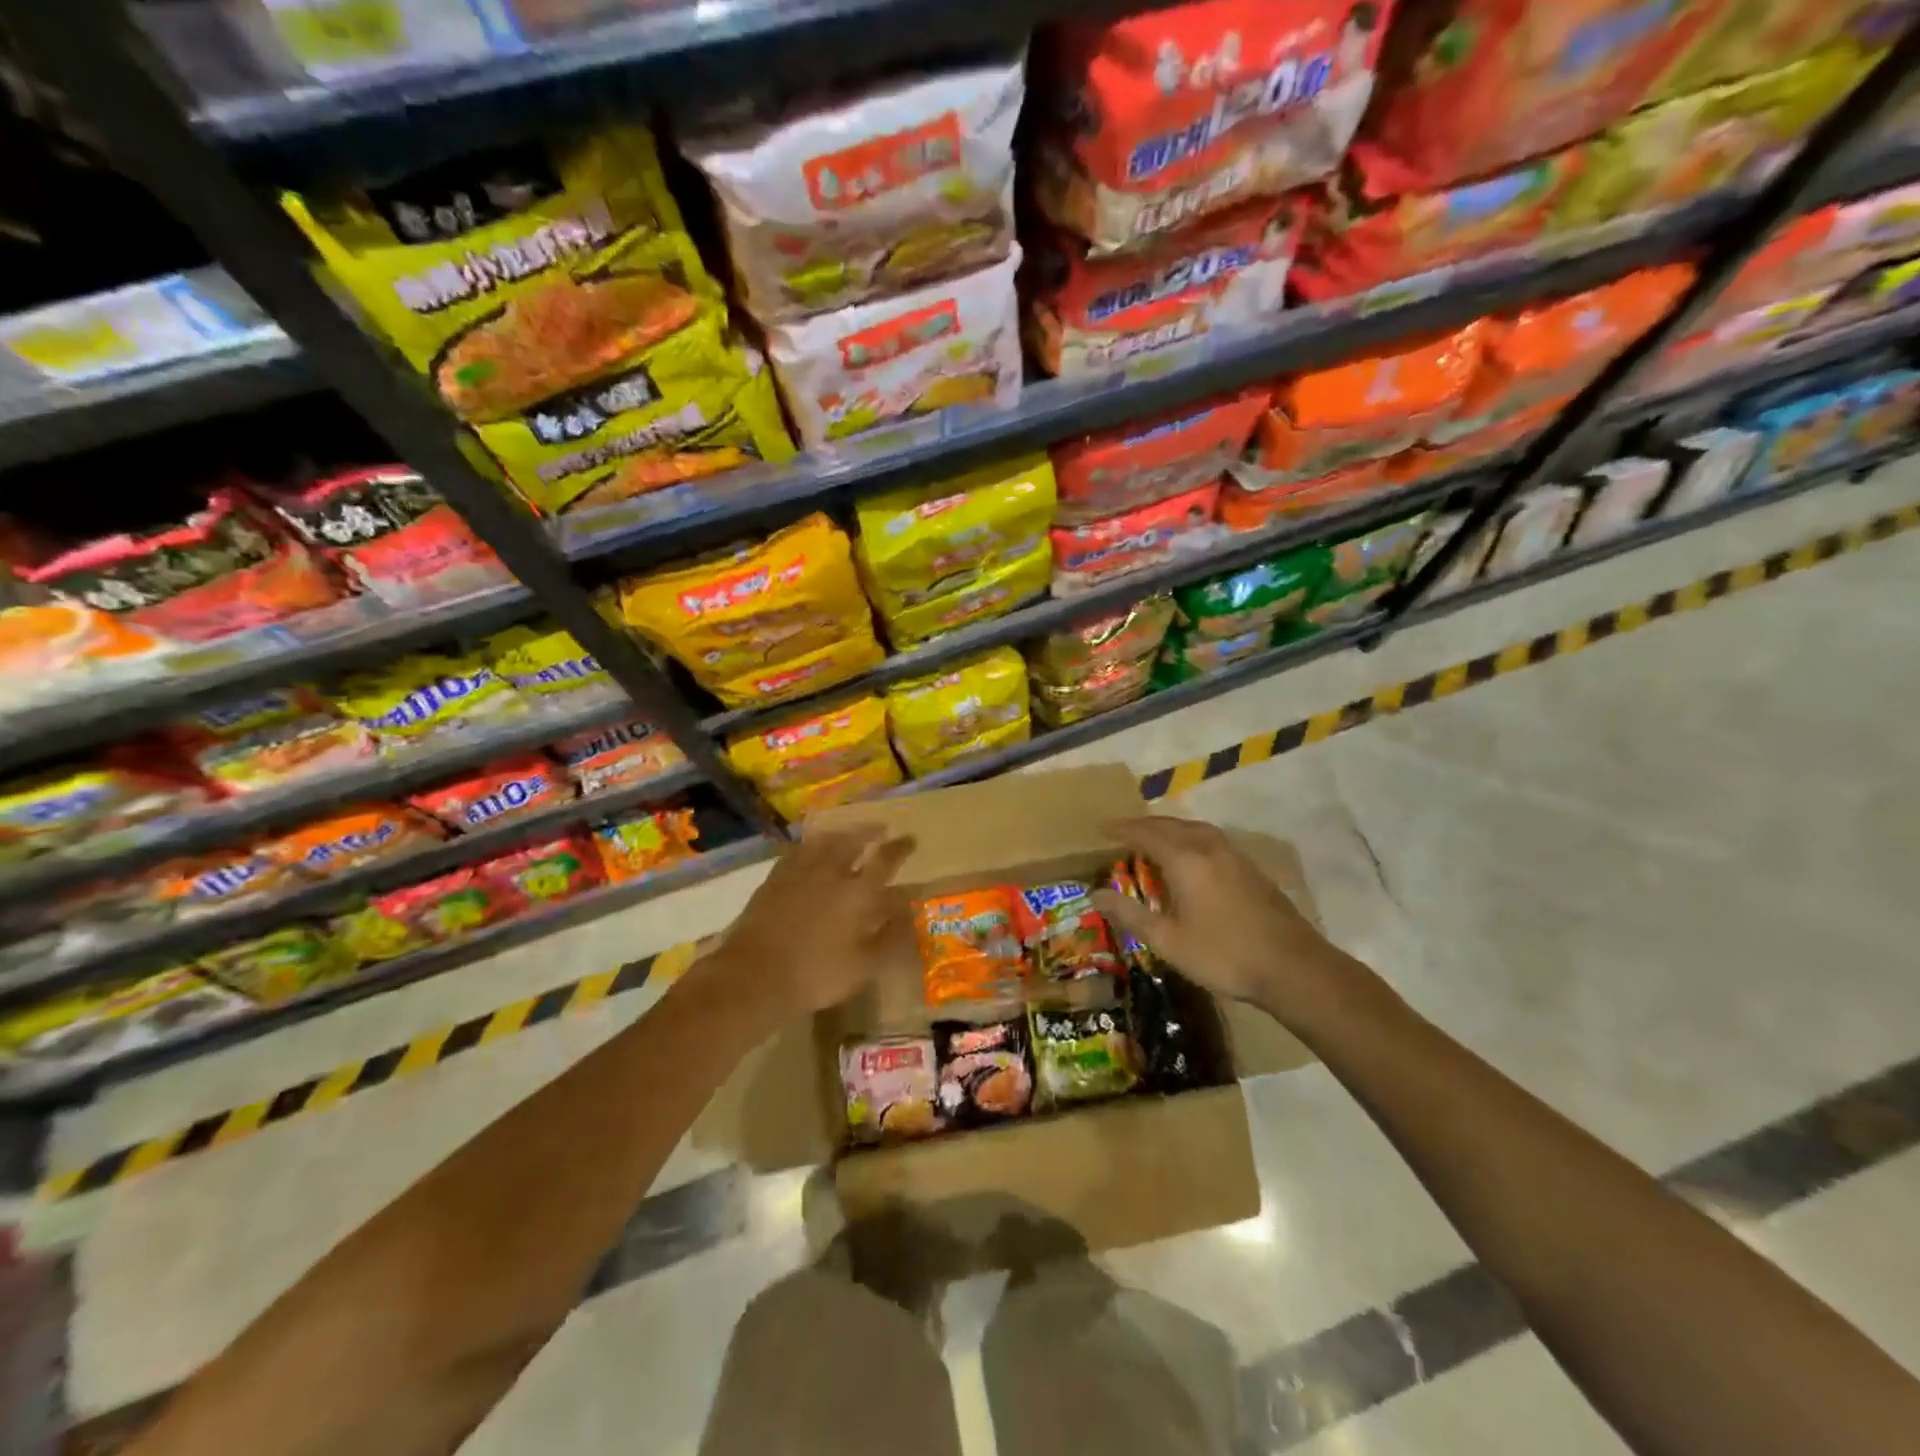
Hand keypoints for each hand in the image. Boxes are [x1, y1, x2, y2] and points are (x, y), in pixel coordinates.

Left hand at [712, 825, 916, 1019]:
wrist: (754, 973)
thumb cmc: (816, 973)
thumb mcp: (864, 966)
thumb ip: (891, 939)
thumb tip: (911, 915)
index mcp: (858, 892)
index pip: (885, 860)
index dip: (900, 848)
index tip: (910, 839)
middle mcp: (831, 872)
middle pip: (853, 841)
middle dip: (870, 832)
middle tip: (880, 828)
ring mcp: (799, 871)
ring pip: (825, 842)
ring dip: (841, 834)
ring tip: (848, 833)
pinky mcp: (774, 878)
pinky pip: (798, 851)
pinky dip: (811, 845)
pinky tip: (810, 850)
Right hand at [1091, 816, 1358, 1017]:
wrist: (1293, 968)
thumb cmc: (1223, 955)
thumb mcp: (1167, 941)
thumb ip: (1130, 914)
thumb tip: (1095, 894)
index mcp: (1185, 859)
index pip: (1145, 833)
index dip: (1121, 829)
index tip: (1100, 828)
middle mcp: (1208, 847)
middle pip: (1170, 825)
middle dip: (1143, 825)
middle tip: (1121, 832)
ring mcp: (1233, 855)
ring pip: (1193, 829)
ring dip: (1168, 829)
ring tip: (1152, 839)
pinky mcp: (1250, 868)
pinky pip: (1209, 839)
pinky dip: (1188, 838)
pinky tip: (1188, 856)